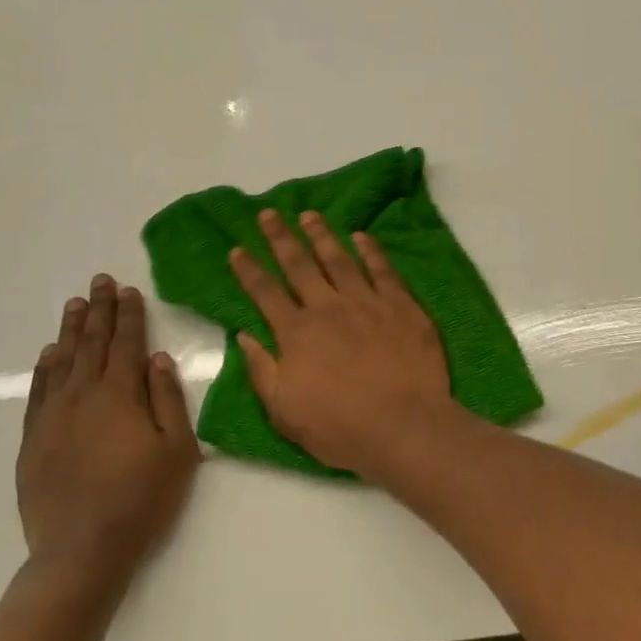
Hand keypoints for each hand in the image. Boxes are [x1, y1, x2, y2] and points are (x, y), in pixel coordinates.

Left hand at [16, 276, 199, 591]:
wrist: (82, 548)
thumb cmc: (142, 498)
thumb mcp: (176, 449)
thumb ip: (167, 399)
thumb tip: (157, 359)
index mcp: (120, 395)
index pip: (125, 344)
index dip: (128, 315)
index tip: (128, 290)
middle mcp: (83, 395)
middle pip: (91, 343)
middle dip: (98, 310)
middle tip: (100, 281)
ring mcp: (53, 416)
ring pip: (61, 361)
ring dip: (70, 330)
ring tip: (75, 304)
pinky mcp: (33, 438)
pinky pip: (38, 391)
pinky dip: (44, 367)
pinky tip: (48, 354)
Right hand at [230, 209, 452, 473]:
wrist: (403, 426)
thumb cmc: (340, 427)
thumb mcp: (284, 410)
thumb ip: (262, 370)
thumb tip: (244, 336)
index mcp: (296, 333)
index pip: (265, 293)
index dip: (249, 270)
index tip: (237, 249)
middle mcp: (328, 308)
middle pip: (299, 265)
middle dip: (281, 238)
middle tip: (269, 213)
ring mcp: (367, 302)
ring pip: (339, 259)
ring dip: (322, 235)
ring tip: (309, 215)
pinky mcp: (401, 306)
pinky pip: (383, 269)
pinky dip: (371, 250)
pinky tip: (361, 236)